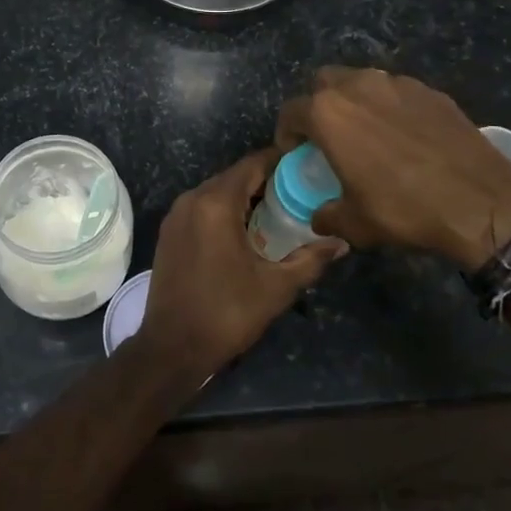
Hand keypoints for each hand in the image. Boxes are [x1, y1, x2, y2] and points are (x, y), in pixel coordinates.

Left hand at [137, 149, 347, 385]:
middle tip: (299, 193)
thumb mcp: (276, 287)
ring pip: (217, 192)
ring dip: (245, 197)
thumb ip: (311, 259)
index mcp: (216, 203)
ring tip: (278, 211)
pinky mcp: (169, 232)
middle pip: (235, 176)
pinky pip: (202, 208)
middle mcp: (192, 199)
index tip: (307, 168)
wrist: (172, 348)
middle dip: (266, 181)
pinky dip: (225, 211)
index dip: (281, 162)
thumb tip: (342, 242)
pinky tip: (246, 230)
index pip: (253, 164)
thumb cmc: (227, 313)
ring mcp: (176, 215)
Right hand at [276, 67, 510, 270]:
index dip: (288, 133)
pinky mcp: (430, 91)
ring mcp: (398, 83)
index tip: (295, 152)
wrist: (480, 201)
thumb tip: (320, 217)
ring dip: (355, 101)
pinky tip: (405, 136)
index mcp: (329, 113)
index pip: (291, 111)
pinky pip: (397, 91)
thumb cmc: (404, 209)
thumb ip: (328, 215)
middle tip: (328, 136)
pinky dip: (390, 107)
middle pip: (324, 82)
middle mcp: (359, 86)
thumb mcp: (355, 224)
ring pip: (362, 80)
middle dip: (319, 104)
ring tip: (367, 133)